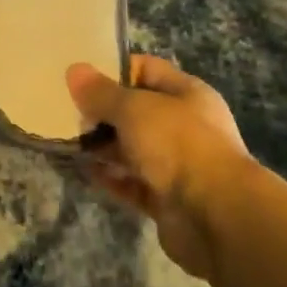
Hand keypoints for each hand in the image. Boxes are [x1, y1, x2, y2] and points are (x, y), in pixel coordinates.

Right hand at [68, 54, 254, 278]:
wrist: (216, 217)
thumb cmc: (178, 145)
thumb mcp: (134, 108)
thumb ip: (101, 92)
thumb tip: (74, 70)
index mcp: (187, 94)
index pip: (147, 70)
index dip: (114, 70)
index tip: (81, 78)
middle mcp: (185, 126)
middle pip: (137, 111)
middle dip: (104, 112)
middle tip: (69, 113)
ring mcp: (178, 165)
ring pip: (133, 149)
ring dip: (104, 146)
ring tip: (69, 141)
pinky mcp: (167, 199)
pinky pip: (132, 182)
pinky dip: (110, 177)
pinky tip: (83, 170)